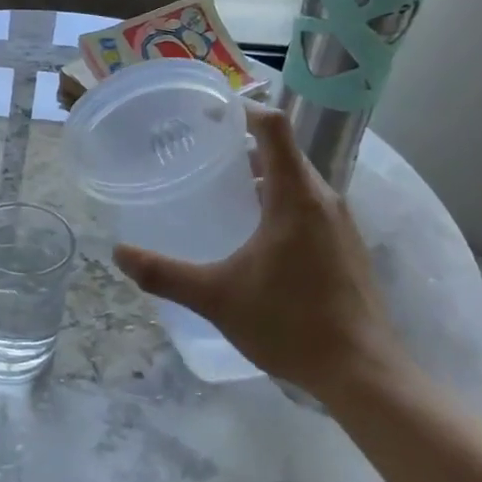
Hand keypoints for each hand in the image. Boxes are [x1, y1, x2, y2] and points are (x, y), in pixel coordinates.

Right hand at [112, 106, 421, 407]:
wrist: (362, 372)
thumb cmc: (290, 324)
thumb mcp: (217, 297)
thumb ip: (165, 274)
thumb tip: (119, 254)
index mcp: (295, 195)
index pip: (273, 126)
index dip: (242, 108)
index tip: (209, 112)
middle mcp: (324, 198)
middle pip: (284, 151)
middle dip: (244, 147)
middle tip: (203, 155)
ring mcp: (341, 223)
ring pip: (298, 181)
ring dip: (263, 177)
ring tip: (223, 193)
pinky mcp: (347, 246)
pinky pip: (310, 206)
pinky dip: (280, 203)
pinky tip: (256, 237)